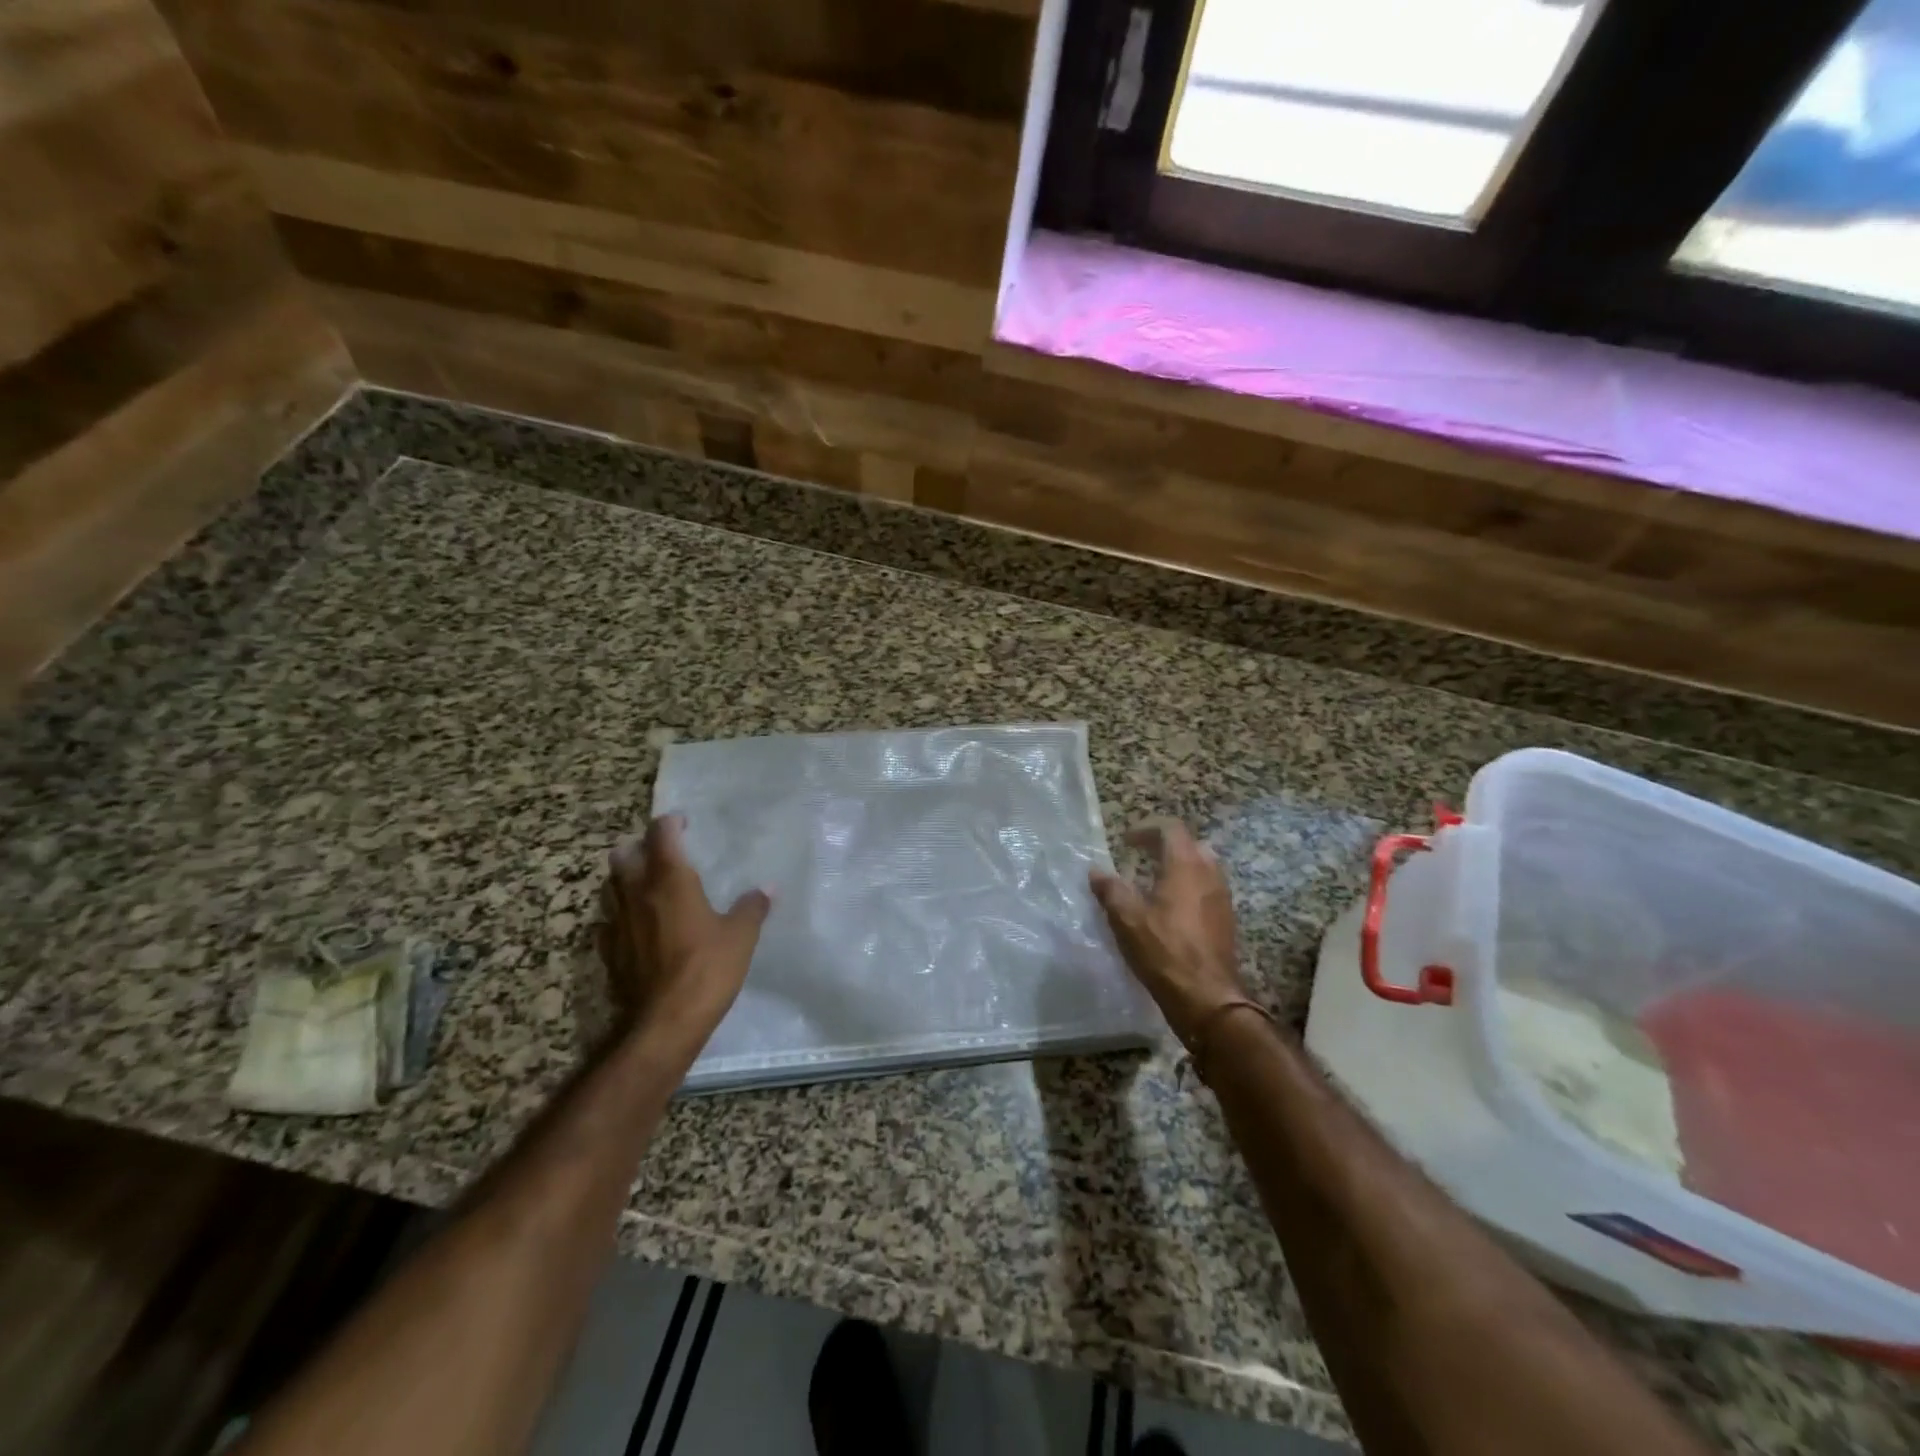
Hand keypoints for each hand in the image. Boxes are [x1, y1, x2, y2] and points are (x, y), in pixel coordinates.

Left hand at [597, 814, 770, 1058]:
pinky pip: (608, 922)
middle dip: (640, 847)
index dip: (671, 823)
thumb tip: (767, 889)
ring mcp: (617, 923)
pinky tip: (637, 927)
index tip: (685, 824)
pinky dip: (620, 916)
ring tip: (648, 887)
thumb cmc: (707, 969)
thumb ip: (752, 908)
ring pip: (610, 886)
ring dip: (626, 879)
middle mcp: (637, 893)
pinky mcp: (609, 952)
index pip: (661, 834)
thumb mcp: (741, 937)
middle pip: (623, 854)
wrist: (664, 1023)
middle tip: (662, 854)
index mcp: (670, 880)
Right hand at [1090, 820, 1249, 1048]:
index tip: (1126, 841)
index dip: (1147, 829)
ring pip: (1203, 867)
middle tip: (1142, 856)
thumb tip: (1097, 871)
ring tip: (1155, 882)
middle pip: (1191, 845)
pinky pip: (1208, 889)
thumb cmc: (1164, 952)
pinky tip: (1172, 909)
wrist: (1207, 998)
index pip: (1171, 829)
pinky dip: (1190, 887)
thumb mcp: (1127, 919)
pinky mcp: (1226, 920)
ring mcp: (1222, 897)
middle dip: (1166, 846)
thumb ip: (1111, 890)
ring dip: (1180, 867)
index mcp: (1185, 866)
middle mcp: (1209, 874)